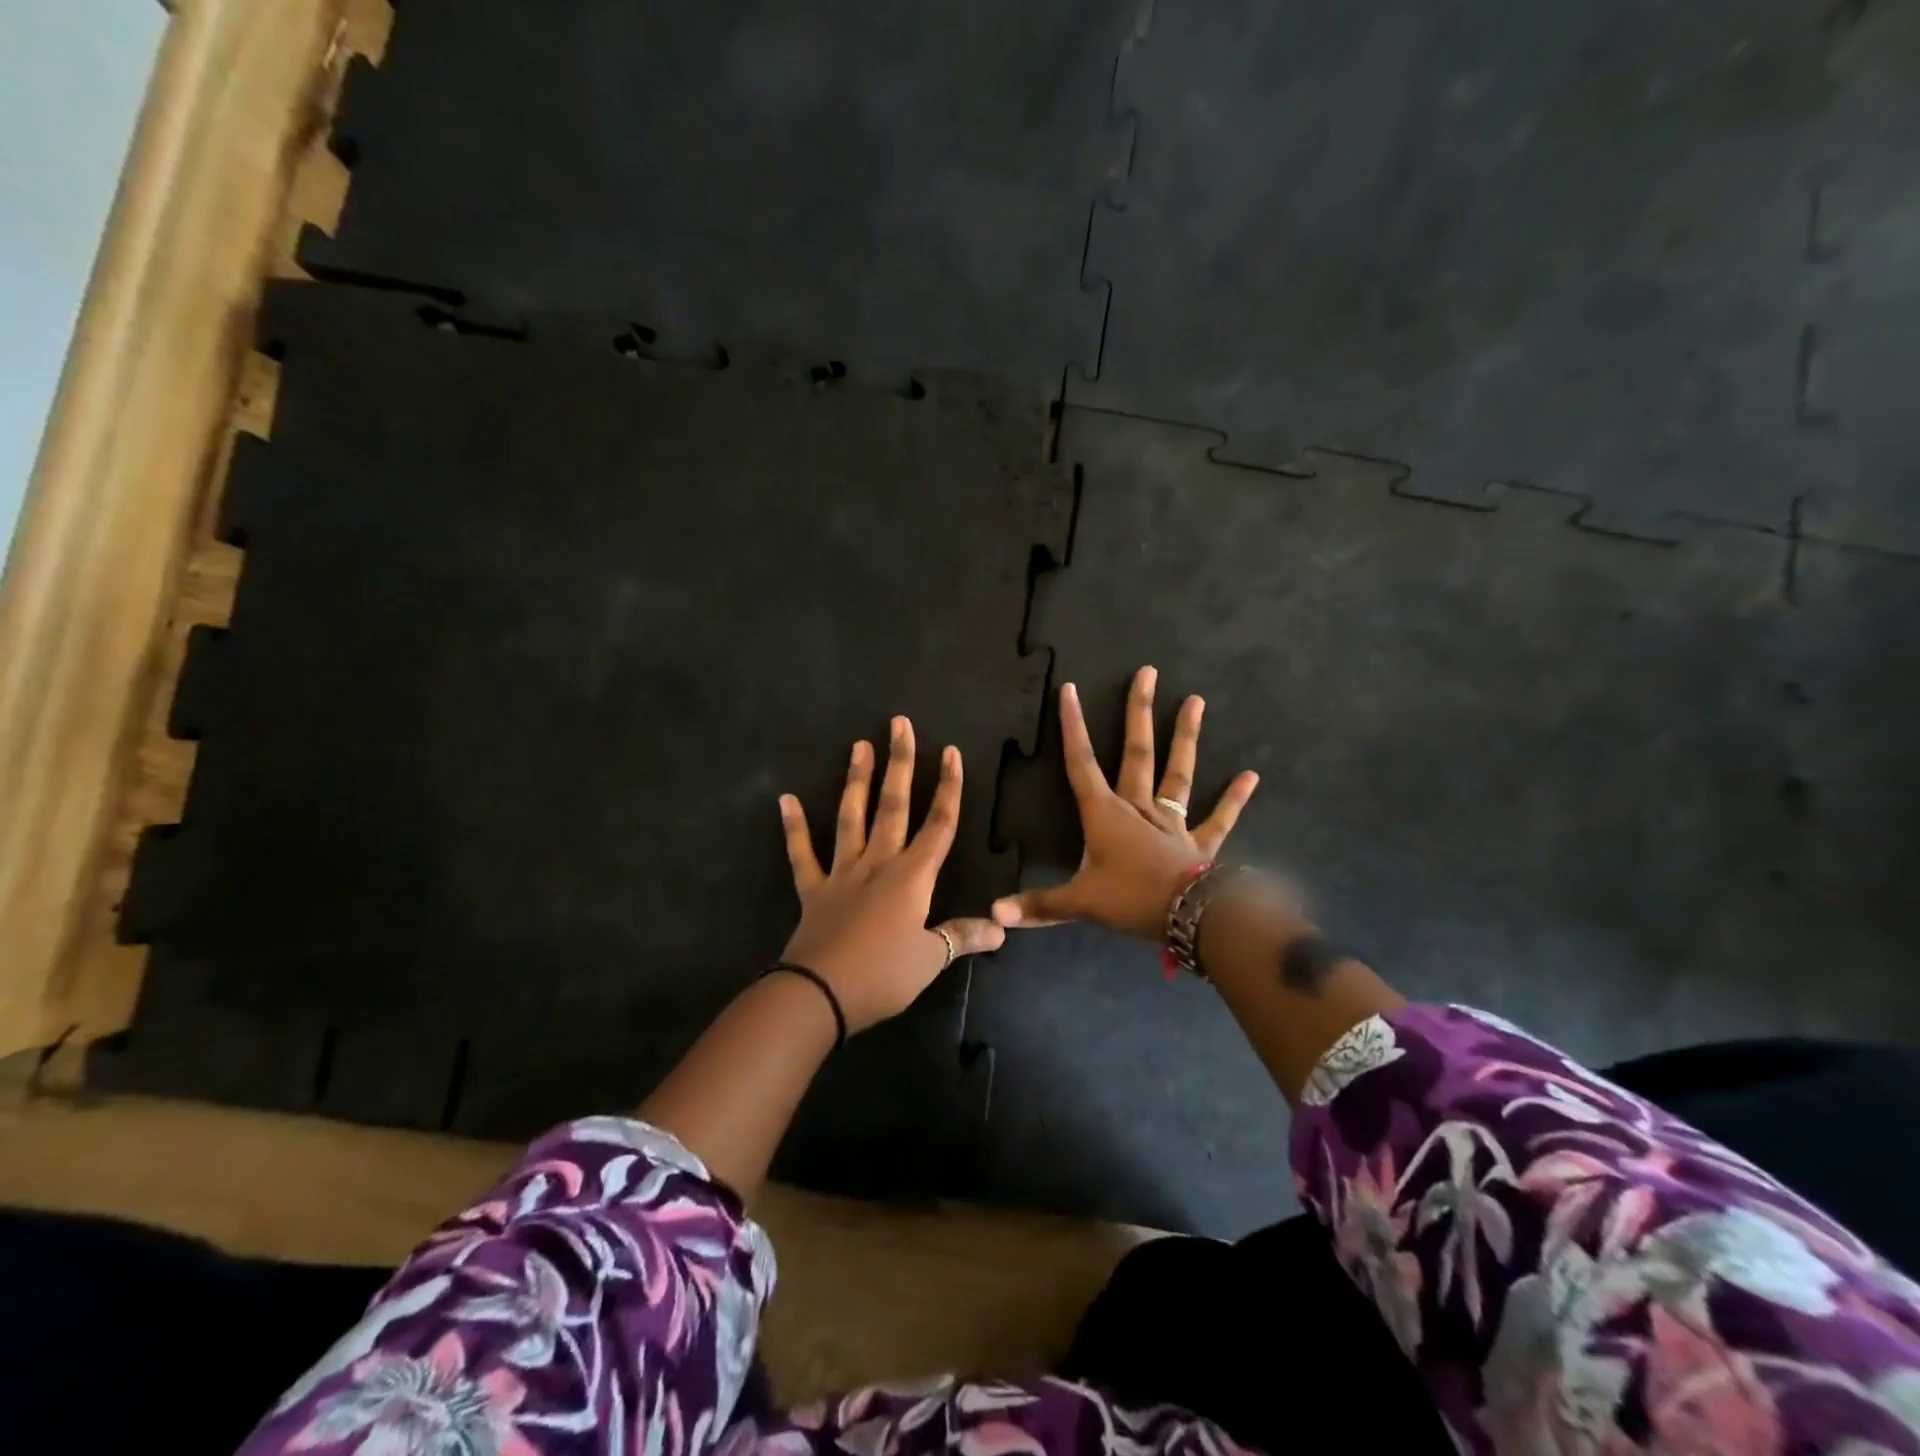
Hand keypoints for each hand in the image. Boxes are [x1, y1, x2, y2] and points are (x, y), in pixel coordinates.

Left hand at [778, 717, 1004, 1031]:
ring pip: (852, 817)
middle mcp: (879, 864)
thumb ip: (963, 936)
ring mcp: (843, 873)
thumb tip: (1002, 928)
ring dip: (857, 780)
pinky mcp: (814, 890)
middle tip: (899, 724)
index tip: (950, 752)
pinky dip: (794, 827)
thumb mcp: (931, 959)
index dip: (948, 788)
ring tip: (859, 745)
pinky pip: (802, 854)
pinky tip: (785, 799)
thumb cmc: (883, 975)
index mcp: (912, 877)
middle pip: (894, 806)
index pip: (939, 824)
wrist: (820, 994)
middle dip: (901, 764)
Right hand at [993, 666, 1259, 940]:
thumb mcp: (1080, 903)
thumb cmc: (1132, 900)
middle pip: (1136, 752)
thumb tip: (994, 913)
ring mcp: (1172, 822)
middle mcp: (1139, 807)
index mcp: (1106, 814)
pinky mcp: (1200, 843)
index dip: (1073, 726)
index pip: (1081, 763)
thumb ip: (1039, 905)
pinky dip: (1234, 798)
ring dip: (1185, 737)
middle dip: (1139, 712)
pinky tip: (1251, 775)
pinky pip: (1219, 818)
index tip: (1070, 689)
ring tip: (1196, 701)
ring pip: (1177, 773)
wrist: (1191, 916)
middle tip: (1148, 673)